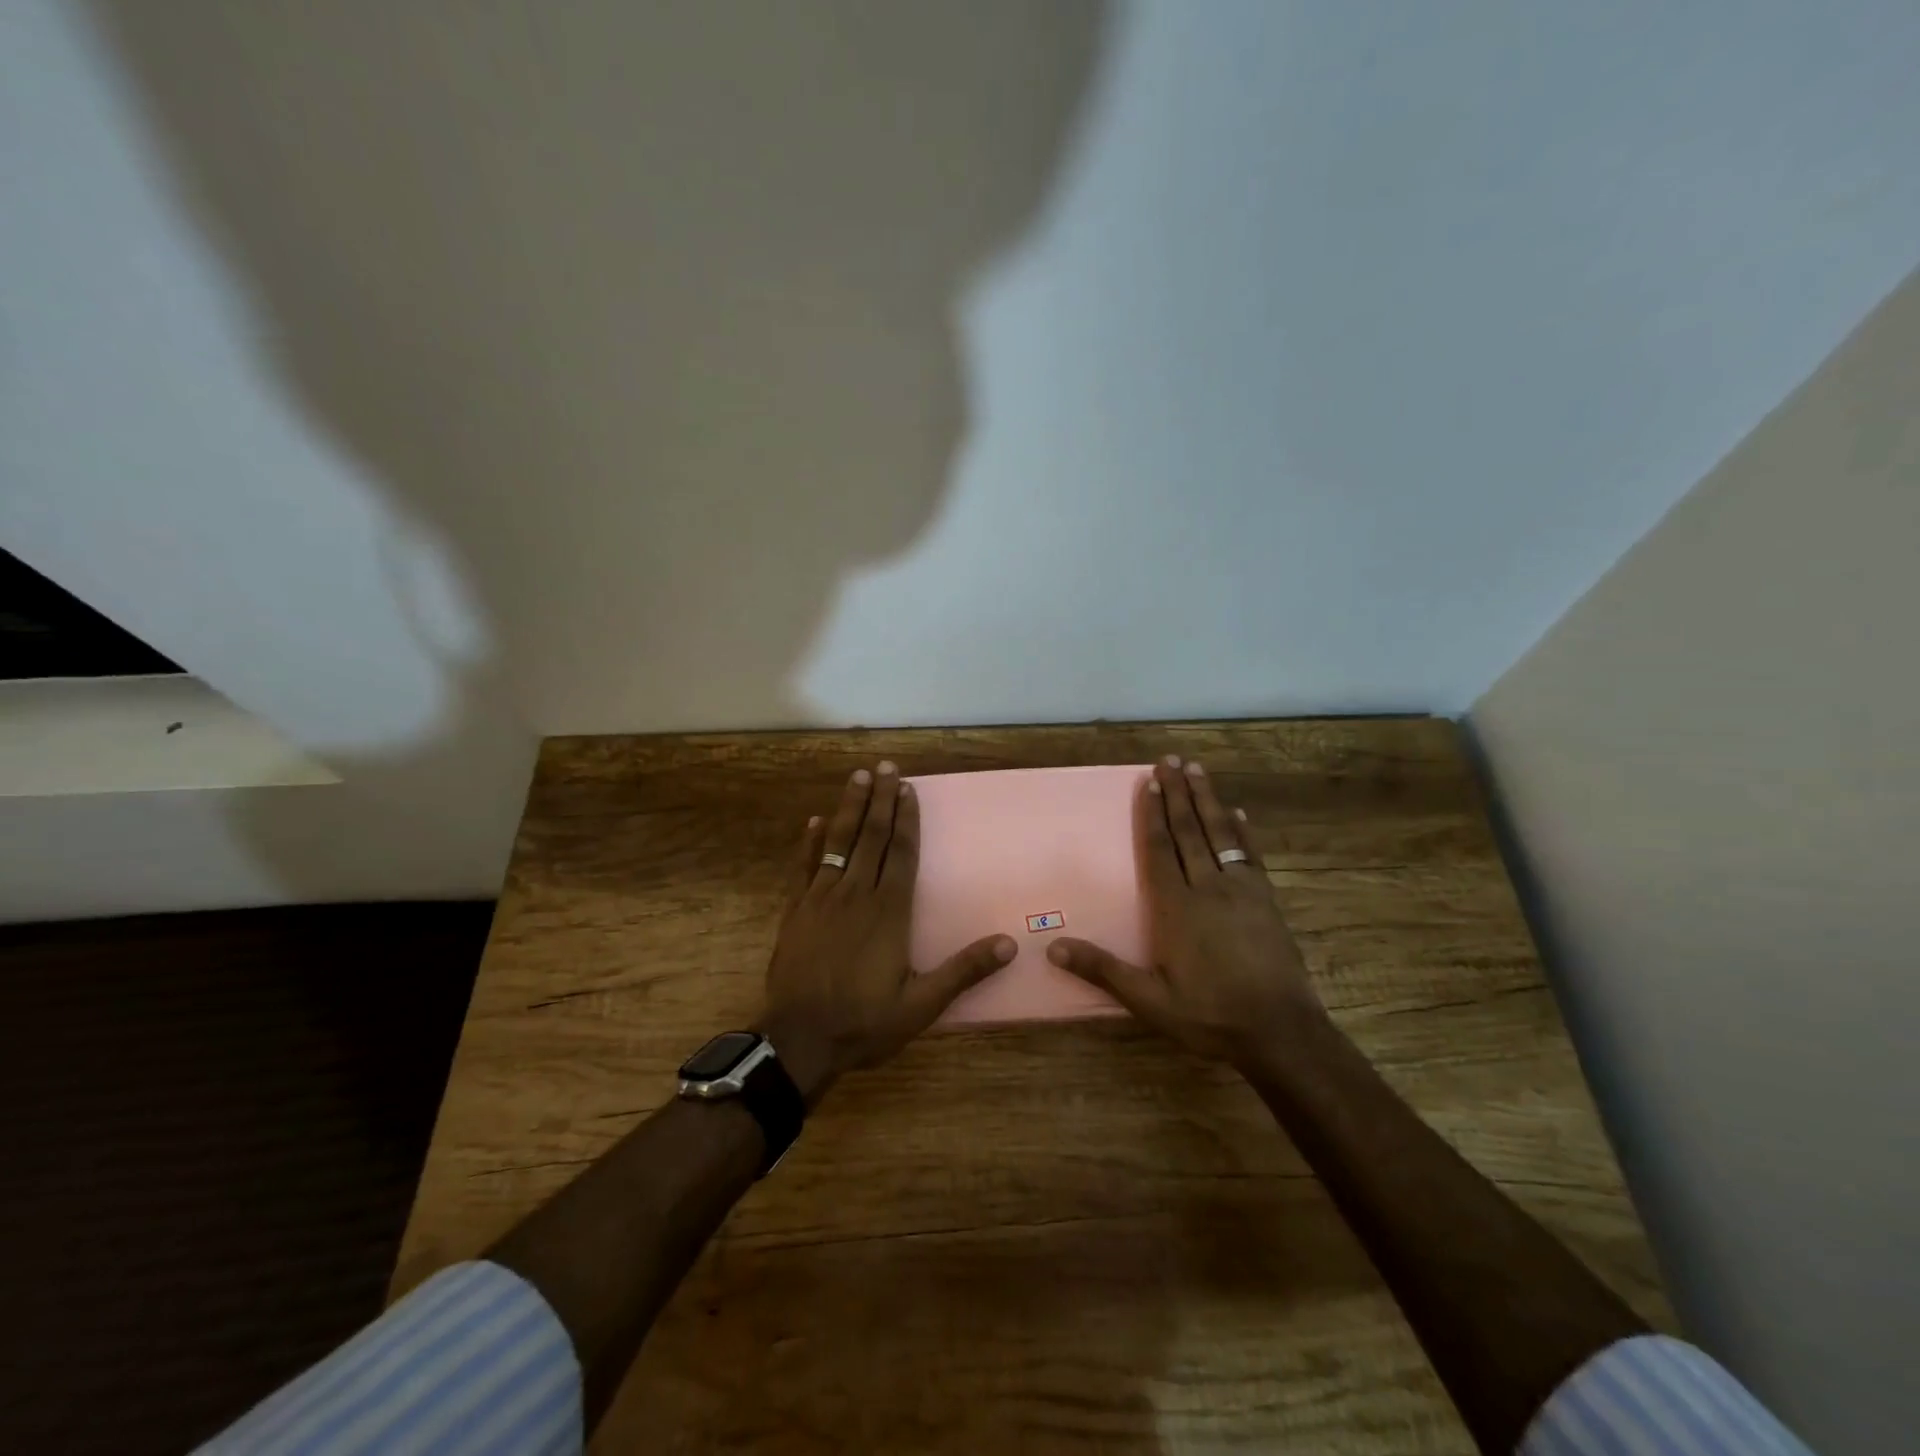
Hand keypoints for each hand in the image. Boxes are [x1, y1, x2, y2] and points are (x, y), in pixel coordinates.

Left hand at [760, 762, 1015, 1103]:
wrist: (799, 1040)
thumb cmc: (864, 1022)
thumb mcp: (922, 1004)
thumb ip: (963, 971)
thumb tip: (1010, 944)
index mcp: (889, 911)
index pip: (901, 853)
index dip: (907, 819)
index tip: (908, 788)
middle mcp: (856, 894)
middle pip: (871, 837)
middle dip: (880, 800)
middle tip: (885, 766)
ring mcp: (821, 899)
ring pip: (838, 842)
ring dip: (848, 808)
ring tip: (857, 777)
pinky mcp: (795, 911)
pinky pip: (803, 867)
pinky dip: (808, 843)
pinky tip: (813, 822)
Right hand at [1047, 756, 1325, 1071]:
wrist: (1281, 1032)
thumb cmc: (1210, 1016)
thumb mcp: (1150, 1001)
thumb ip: (1103, 970)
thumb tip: (1053, 947)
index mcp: (1177, 907)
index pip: (1160, 849)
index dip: (1152, 814)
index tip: (1149, 781)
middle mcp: (1208, 888)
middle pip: (1189, 831)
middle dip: (1178, 793)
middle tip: (1170, 759)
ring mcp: (1242, 891)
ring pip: (1221, 834)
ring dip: (1208, 800)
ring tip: (1198, 769)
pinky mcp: (1267, 901)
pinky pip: (1251, 855)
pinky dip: (1243, 831)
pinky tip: (1239, 813)